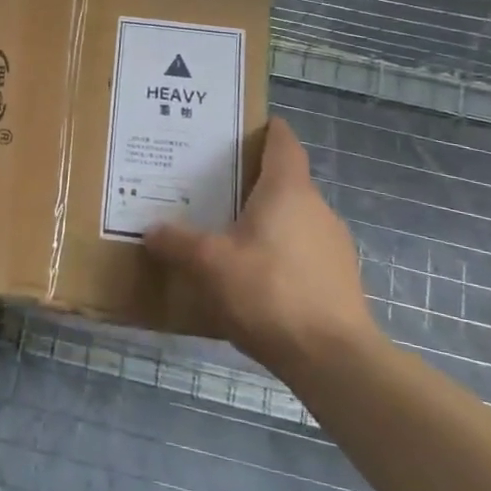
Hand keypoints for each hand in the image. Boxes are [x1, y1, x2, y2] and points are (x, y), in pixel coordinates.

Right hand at [145, 117, 380, 373]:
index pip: (283, 141)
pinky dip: (279, 254)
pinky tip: (253, 279)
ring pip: (293, 219)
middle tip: (211, 187)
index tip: (239, 129)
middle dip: (251, 181)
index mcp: (288, 189)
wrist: (334, 360)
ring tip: (227, 235)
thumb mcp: (209, 264)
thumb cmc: (269, 292)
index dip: (264, 129)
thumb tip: (151, 231)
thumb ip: (177, 243)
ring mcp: (333, 245)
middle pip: (284, 180)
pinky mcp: (339, 280)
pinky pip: (302, 251)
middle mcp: (317, 208)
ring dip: (265, 221)